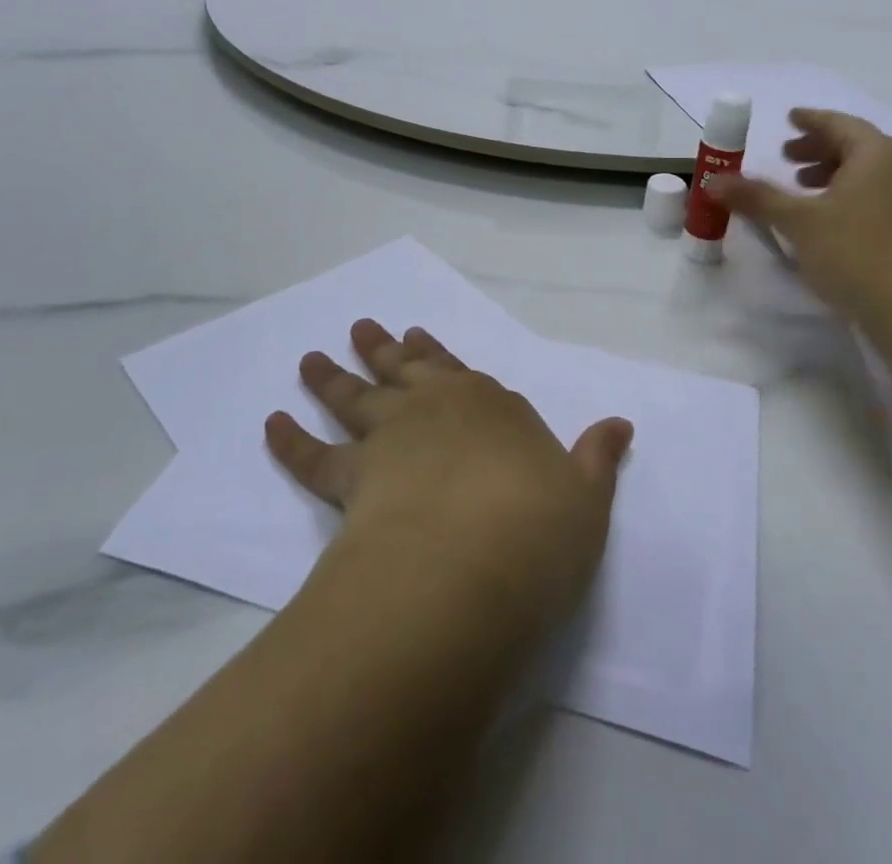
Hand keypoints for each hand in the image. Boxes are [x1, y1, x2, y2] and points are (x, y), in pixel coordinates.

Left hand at [267, 321, 633, 636]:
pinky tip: (270, 422)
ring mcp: (390, 439)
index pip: (462, 371)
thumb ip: (597, 458)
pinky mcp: (349, 480)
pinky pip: (312, 456)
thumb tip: (621, 424)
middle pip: (405, 369)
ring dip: (332, 377)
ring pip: (356, 398)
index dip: (440, 354)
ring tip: (310, 357)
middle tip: (362, 326)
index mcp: (491, 406)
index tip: (418, 335)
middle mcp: (437, 409)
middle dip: (385, 348)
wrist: (470, 566)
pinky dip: (289, 440)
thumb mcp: (587, 498)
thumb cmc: (537, 529)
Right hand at [709, 109, 891, 329]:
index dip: (810, 121)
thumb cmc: (856, 254)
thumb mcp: (798, 222)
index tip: (788, 119)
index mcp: (878, 152)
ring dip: (836, 175)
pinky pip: (885, 196)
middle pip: (858, 146)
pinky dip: (856, 196)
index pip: (839, 123)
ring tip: (805, 191)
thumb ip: (755, 197)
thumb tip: (712, 181)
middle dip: (819, 150)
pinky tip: (835, 222)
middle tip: (787, 159)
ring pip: (873, 173)